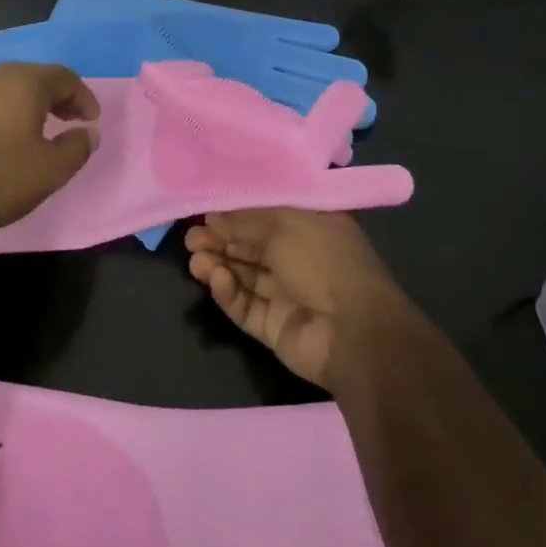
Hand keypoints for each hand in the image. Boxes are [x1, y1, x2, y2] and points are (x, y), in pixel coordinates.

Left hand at [0, 63, 99, 237]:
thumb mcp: (50, 171)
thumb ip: (77, 147)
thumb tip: (88, 133)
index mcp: (23, 82)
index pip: (64, 77)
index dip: (83, 97)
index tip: (91, 120)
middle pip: (32, 78)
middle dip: (55, 98)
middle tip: (67, 121)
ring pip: (2, 89)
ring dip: (23, 106)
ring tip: (31, 132)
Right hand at [186, 209, 417, 389]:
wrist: (353, 335)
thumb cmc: (324, 262)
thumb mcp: (284, 225)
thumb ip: (244, 221)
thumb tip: (212, 217)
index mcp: (311, 226)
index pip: (266, 214)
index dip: (236, 212)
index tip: (206, 211)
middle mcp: (299, 257)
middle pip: (250, 245)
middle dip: (220, 239)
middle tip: (191, 239)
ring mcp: (286, 294)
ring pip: (244, 275)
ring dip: (219, 265)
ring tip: (196, 261)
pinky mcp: (273, 325)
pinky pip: (245, 305)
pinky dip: (229, 292)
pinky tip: (216, 280)